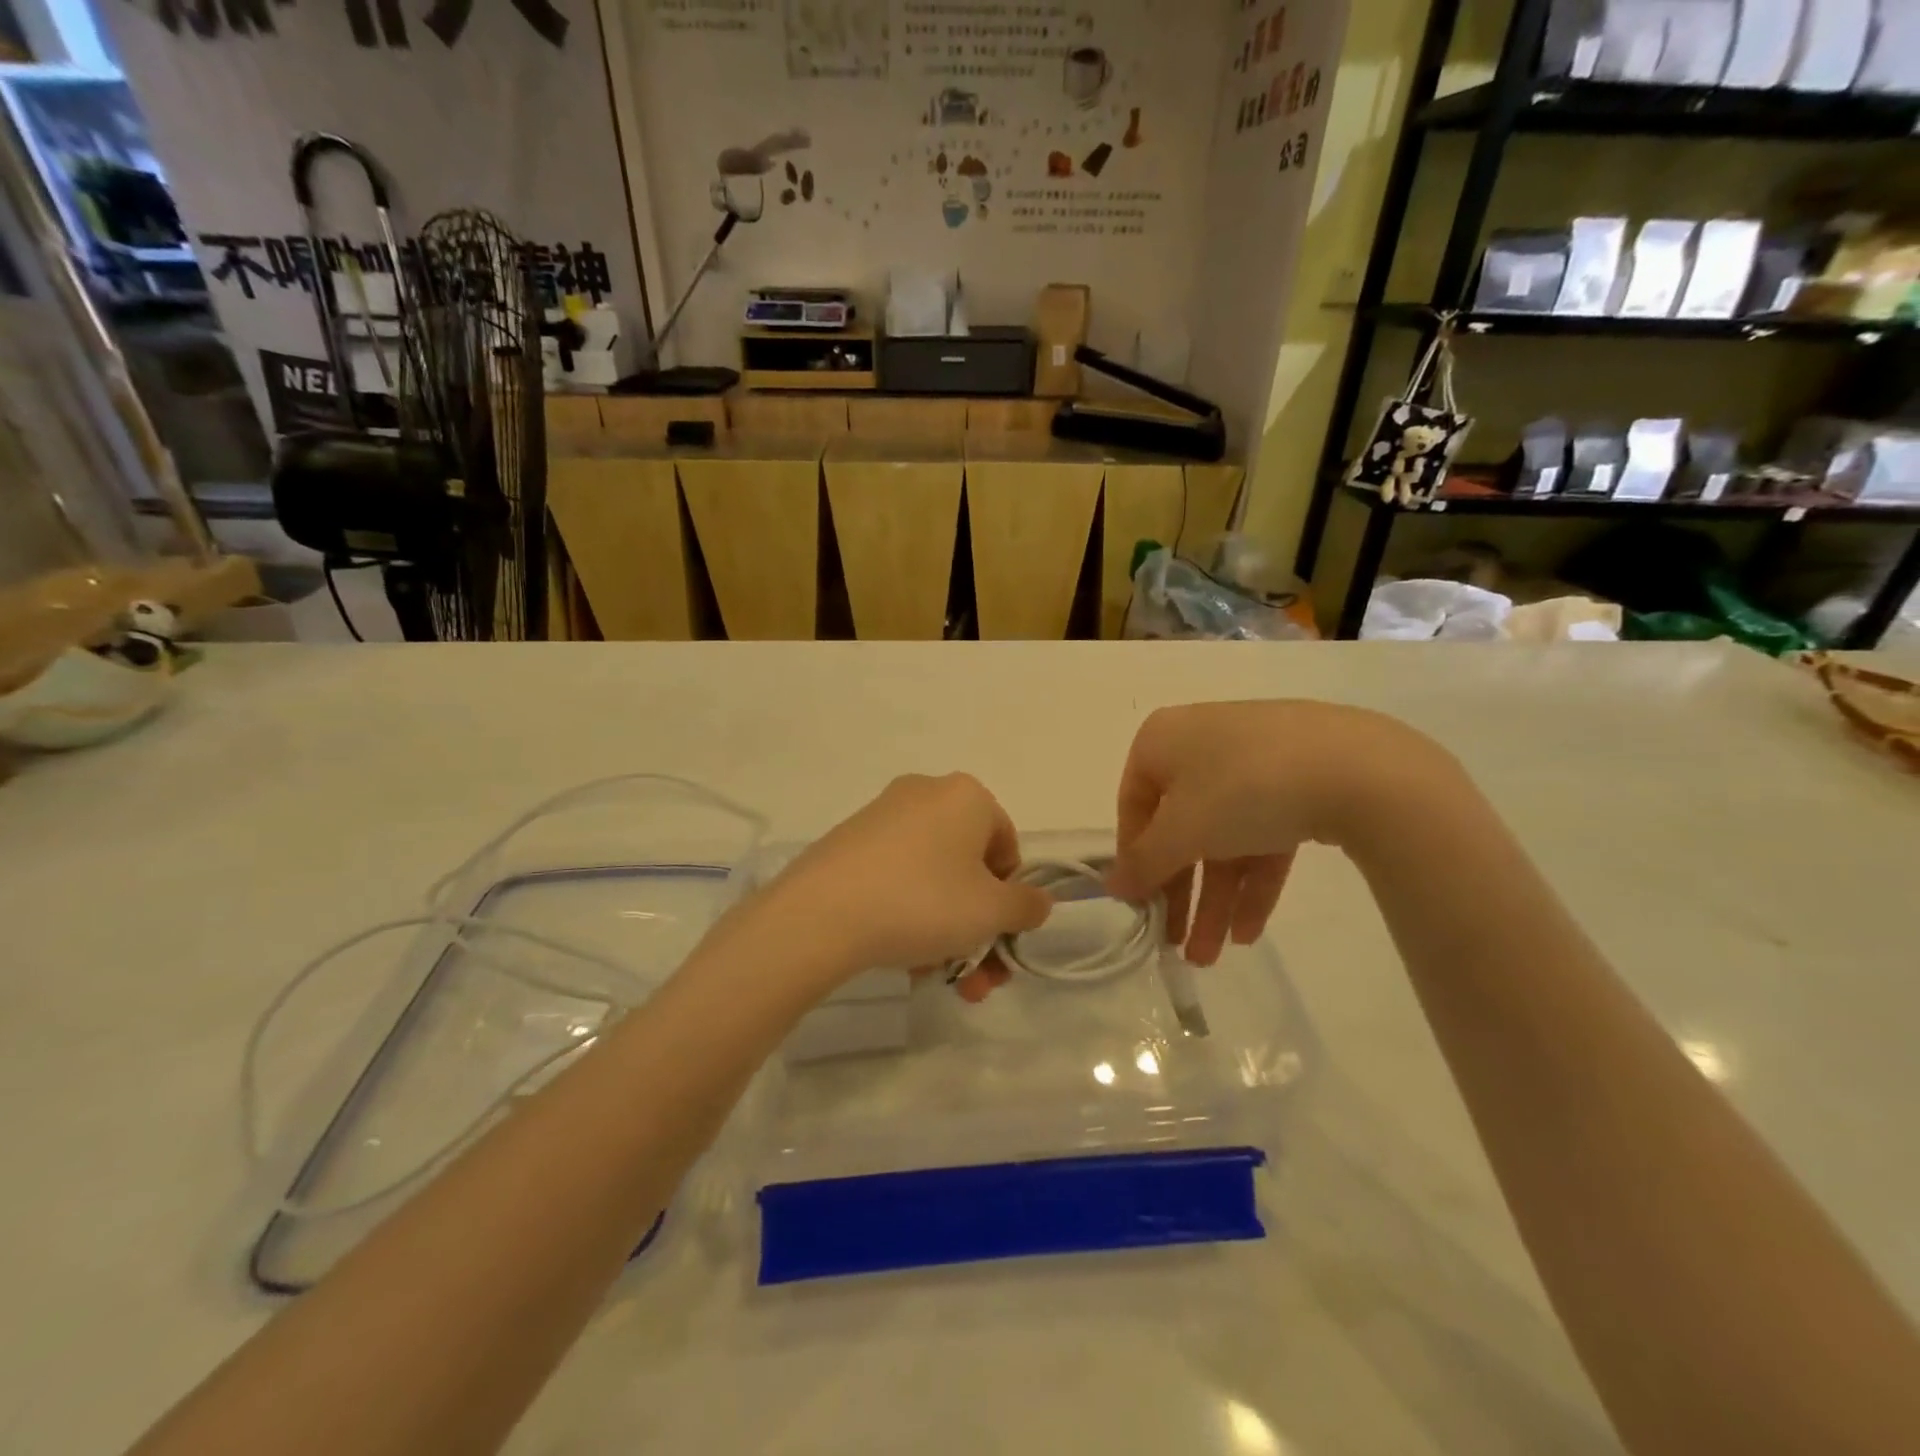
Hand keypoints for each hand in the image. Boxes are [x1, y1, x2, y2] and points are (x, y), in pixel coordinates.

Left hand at [768, 774, 1052, 978]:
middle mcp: (926, 794)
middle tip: (979, 978)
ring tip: (940, 980)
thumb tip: (1036, 901)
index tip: (1000, 936)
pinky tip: (905, 960)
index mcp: (966, 795)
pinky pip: (897, 880)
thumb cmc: (924, 901)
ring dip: (947, 932)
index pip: (1007, 846)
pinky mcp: (849, 843)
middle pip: (969, 868)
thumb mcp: (991, 911)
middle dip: (979, 928)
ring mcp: (882, 817)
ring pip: (933, 880)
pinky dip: (910, 916)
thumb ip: (1027, 906)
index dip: (1011, 896)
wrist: (821, 914)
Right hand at [1105, 701, 1439, 965]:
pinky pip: (1265, 834)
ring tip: (1213, 958)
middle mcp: (1204, 744)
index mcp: (1164, 740)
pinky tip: (1251, 932)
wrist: (1360, 767)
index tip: (1141, 906)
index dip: (1135, 860)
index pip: (1135, 806)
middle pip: (1183, 828)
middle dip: (1182, 893)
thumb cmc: (1244, 788)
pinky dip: (1255, 880)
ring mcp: (1257, 761)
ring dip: (1216, 898)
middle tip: (1176, 946)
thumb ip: (1143, 862)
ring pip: (1225, 837)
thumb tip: (1113, 885)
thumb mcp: (1182, 831)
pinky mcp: (1302, 782)